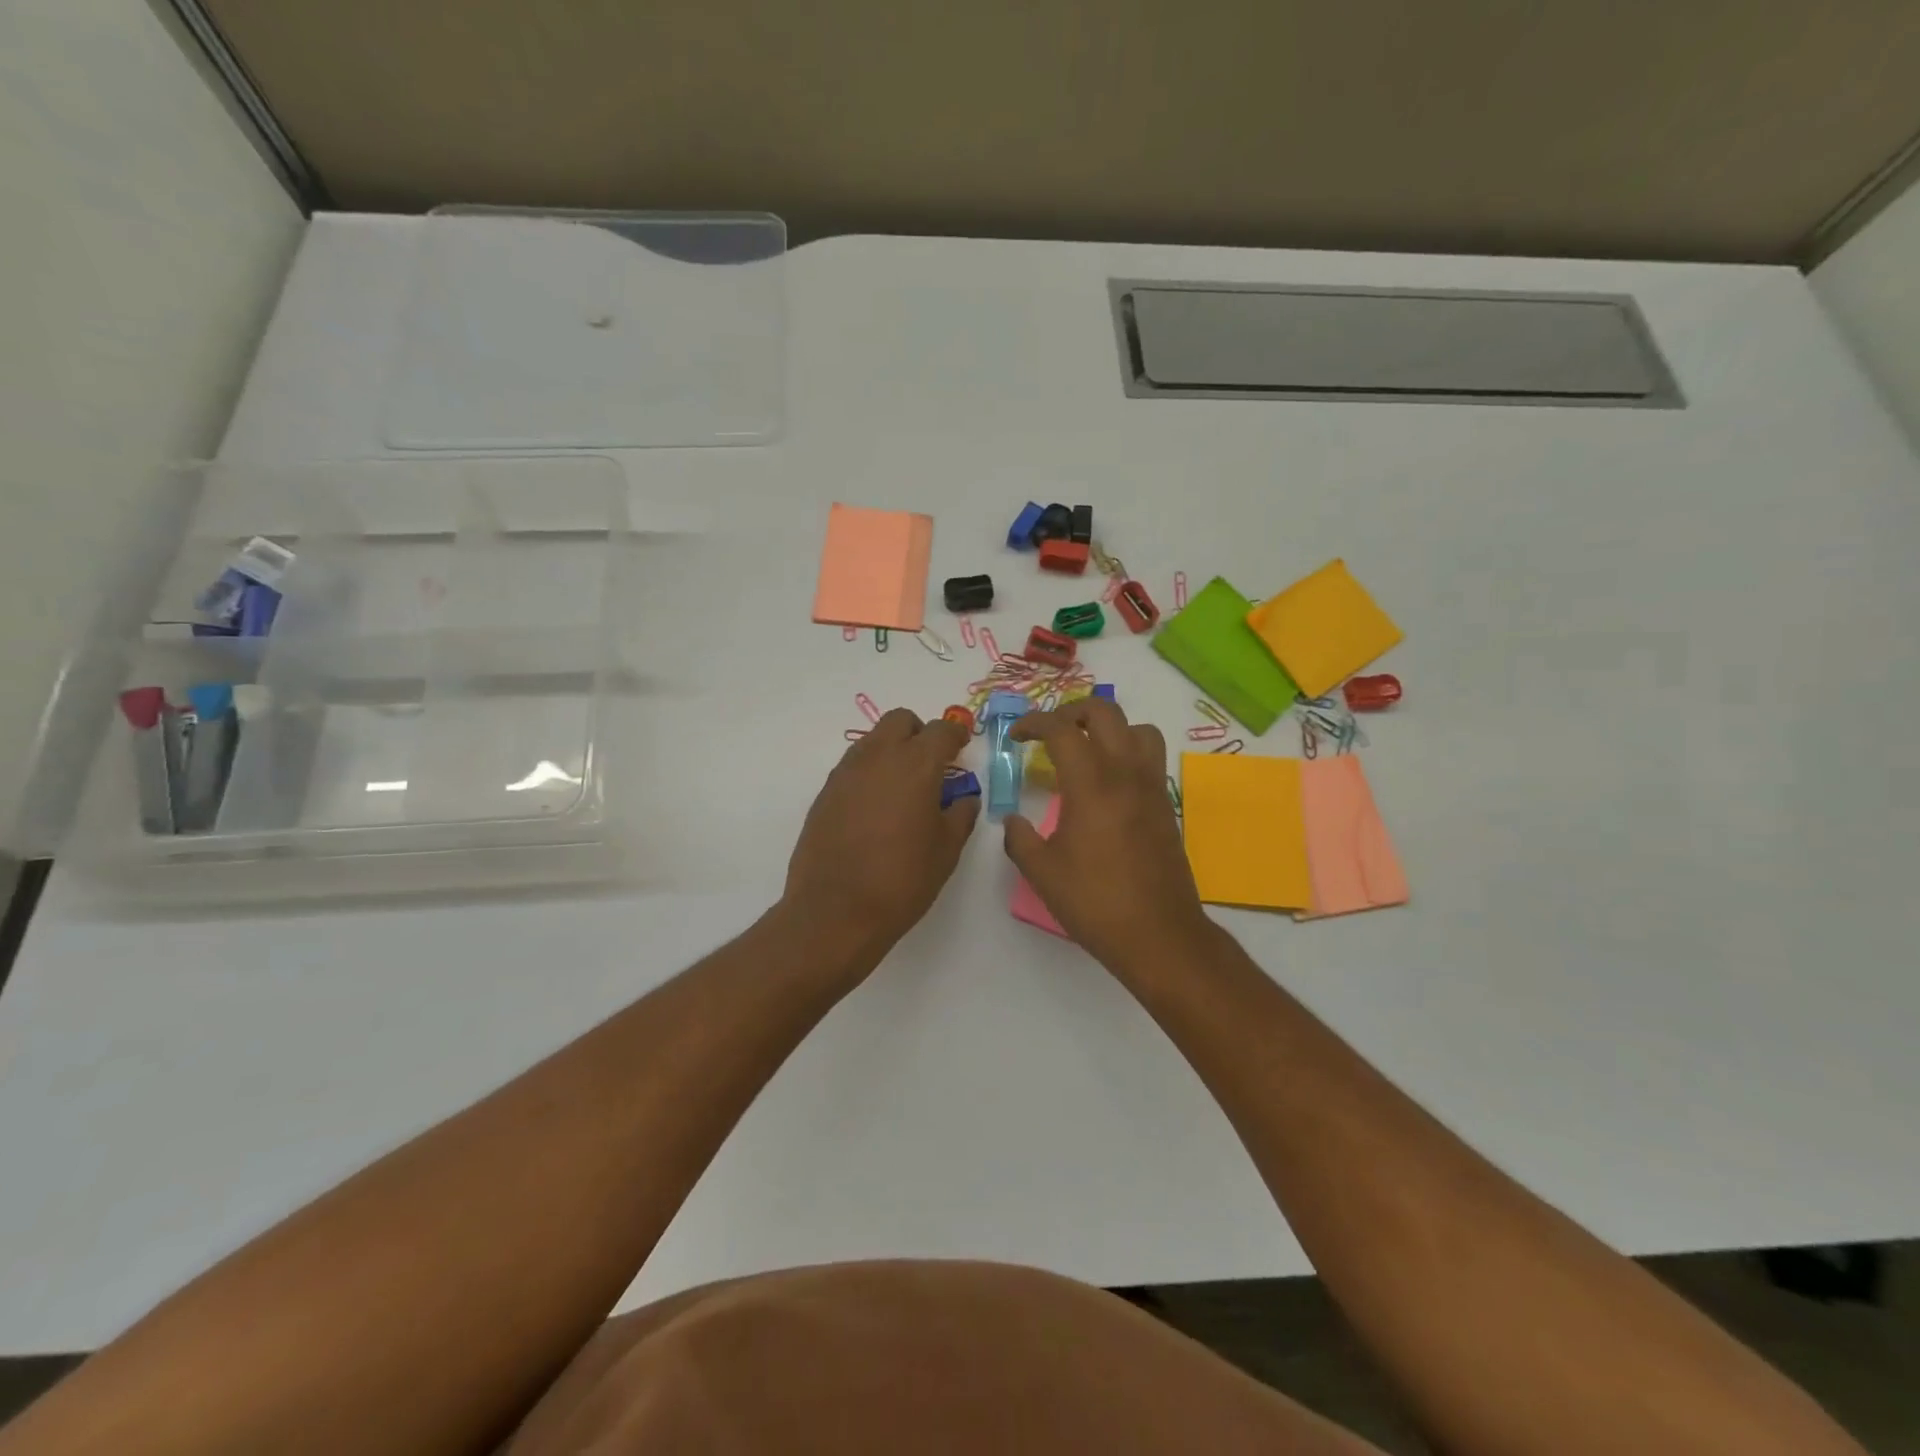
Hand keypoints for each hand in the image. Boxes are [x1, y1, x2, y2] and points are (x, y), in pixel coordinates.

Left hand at [783, 708, 979, 961]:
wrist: (835, 910)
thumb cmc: (902, 880)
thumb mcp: (946, 850)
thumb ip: (960, 815)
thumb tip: (963, 799)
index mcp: (916, 765)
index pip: (941, 730)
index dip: (955, 734)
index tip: (961, 747)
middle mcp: (878, 757)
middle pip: (900, 721)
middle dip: (919, 733)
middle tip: (931, 763)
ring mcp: (846, 772)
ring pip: (873, 740)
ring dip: (892, 750)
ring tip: (903, 787)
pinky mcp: (825, 792)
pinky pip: (853, 766)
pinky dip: (870, 773)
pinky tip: (876, 807)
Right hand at [1004, 699, 1214, 979]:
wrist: (1159, 934)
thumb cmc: (1095, 902)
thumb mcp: (1042, 873)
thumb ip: (1019, 839)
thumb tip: (1013, 821)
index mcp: (1091, 784)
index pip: (1062, 729)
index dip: (1033, 723)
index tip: (1016, 736)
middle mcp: (1126, 773)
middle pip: (1105, 711)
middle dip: (1071, 711)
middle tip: (1050, 732)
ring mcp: (1151, 787)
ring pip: (1138, 728)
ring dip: (1109, 727)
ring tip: (1086, 749)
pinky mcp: (1166, 805)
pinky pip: (1150, 757)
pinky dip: (1127, 751)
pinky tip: (1107, 783)